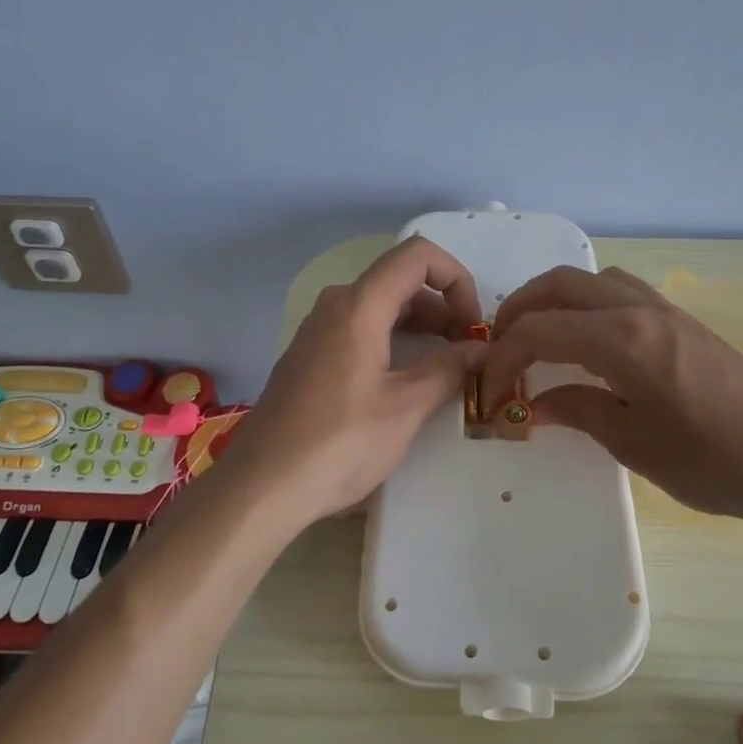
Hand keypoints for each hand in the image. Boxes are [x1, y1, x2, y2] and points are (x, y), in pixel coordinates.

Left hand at [229, 237, 486, 526]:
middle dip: (443, 308)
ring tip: (448, 368)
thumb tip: (481, 350)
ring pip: (381, 308)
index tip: (473, 323)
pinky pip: (361, 330)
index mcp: (359, 305)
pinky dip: (394, 342)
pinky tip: (408, 381)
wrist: (261, 487)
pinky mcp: (310, 357)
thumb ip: (448, 369)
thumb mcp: (405, 408)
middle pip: (400, 282)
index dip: (456, 278)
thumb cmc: (339, 443)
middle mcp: (335, 305)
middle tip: (469, 352)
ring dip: (421, 328)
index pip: (417, 255)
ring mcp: (318, 331)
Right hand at [483, 266, 742, 541]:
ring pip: (592, 279)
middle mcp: (638, 308)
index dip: (504, 355)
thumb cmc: (712, 460)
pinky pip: (619, 290)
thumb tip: (533, 402)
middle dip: (520, 309)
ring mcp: (664, 308)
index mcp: (621, 339)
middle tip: (500, 346)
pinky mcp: (682, 319)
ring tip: (538, 336)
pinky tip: (588, 340)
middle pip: (561, 284)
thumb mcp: (632, 443)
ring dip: (555, 299)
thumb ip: (577, 410)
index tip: (489, 388)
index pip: (540, 329)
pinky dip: (587, 302)